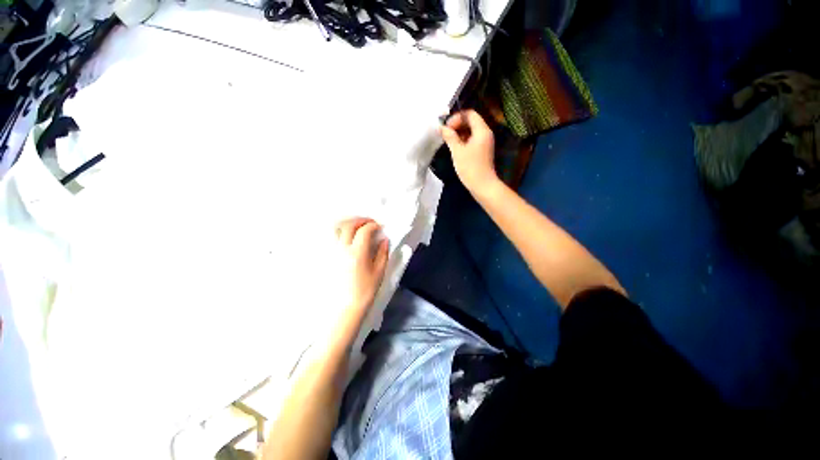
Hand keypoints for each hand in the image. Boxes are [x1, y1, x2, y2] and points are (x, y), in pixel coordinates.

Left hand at [335, 218, 388, 312]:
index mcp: (357, 253)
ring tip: (356, 226)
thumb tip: (384, 239)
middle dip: (360, 220)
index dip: (373, 225)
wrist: (345, 307)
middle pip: (349, 225)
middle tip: (369, 222)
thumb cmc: (365, 291)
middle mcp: (342, 249)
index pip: (364, 231)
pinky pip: (330, 239)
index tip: (379, 227)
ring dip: (347, 223)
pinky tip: (345, 236)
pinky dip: (338, 232)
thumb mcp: (379, 272)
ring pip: (336, 229)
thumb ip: (382, 253)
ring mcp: (332, 252)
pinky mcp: (327, 257)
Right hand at [440, 110, 497, 190]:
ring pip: (471, 131)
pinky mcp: (482, 150)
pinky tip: (455, 148)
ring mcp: (485, 142)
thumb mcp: (457, 151)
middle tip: (446, 134)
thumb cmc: (470, 167)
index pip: (470, 114)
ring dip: (459, 133)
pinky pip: (472, 139)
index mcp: (482, 130)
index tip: (446, 128)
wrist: (482, 185)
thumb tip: (442, 128)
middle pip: (471, 121)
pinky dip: (463, 140)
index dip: (457, 118)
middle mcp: (485, 133)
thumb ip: (450, 137)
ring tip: (449, 141)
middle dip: (457, 125)